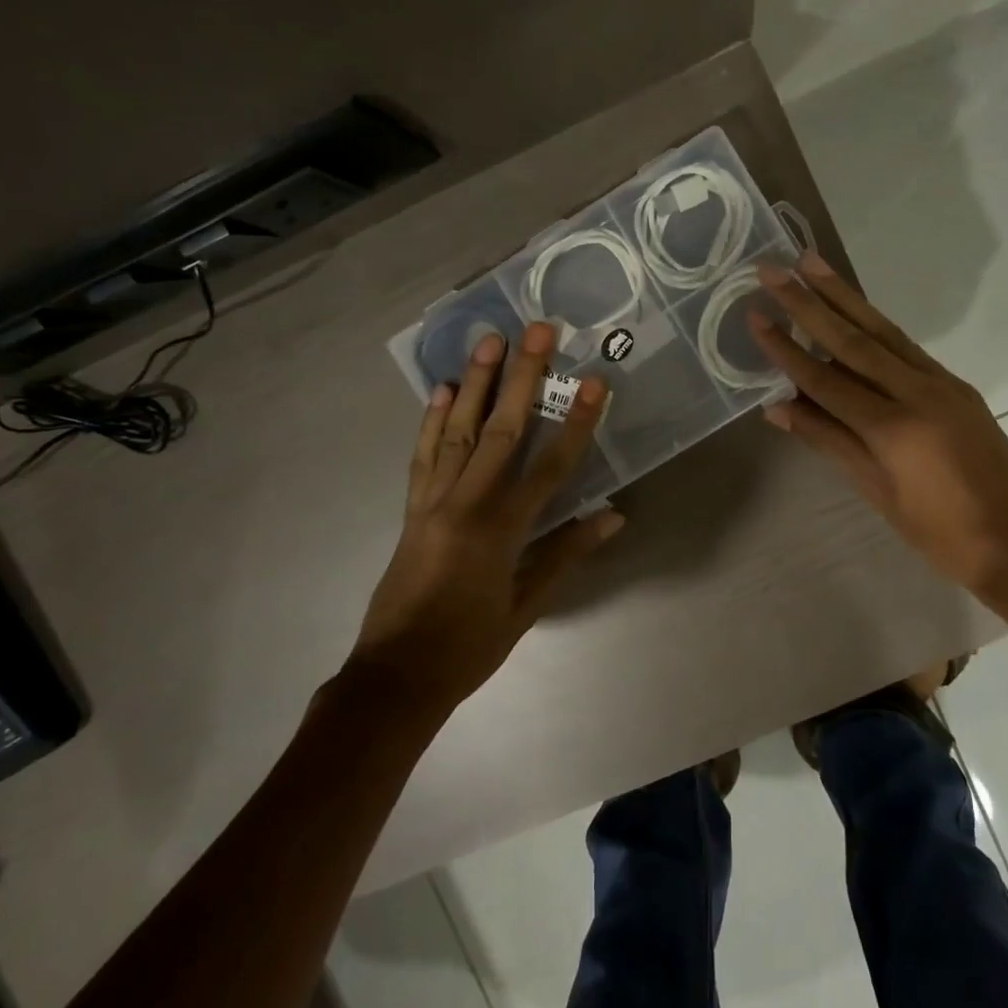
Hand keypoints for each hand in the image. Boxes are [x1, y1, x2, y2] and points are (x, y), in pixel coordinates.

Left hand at [351, 322, 623, 709]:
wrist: (395, 676)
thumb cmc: (468, 648)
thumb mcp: (527, 607)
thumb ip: (567, 555)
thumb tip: (613, 516)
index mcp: (501, 531)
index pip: (551, 467)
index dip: (577, 424)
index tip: (594, 383)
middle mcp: (466, 504)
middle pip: (501, 430)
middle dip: (523, 377)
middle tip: (537, 331)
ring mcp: (433, 502)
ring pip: (457, 431)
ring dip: (477, 384)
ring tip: (490, 341)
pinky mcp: (412, 508)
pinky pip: (423, 455)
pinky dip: (432, 419)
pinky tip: (443, 390)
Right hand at [750, 253, 1007, 604]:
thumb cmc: (940, 533)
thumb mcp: (878, 492)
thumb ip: (829, 441)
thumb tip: (778, 408)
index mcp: (893, 428)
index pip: (825, 379)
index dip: (786, 349)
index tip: (756, 315)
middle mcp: (917, 392)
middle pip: (853, 339)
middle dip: (809, 303)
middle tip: (775, 269)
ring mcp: (941, 383)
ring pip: (883, 331)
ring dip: (844, 296)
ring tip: (811, 263)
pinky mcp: (956, 385)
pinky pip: (905, 346)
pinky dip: (874, 324)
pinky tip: (854, 309)